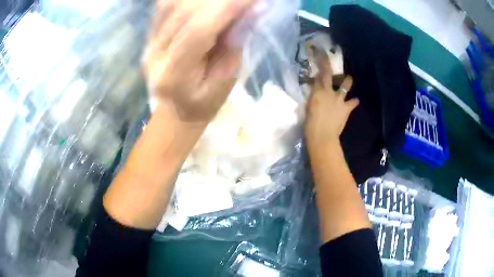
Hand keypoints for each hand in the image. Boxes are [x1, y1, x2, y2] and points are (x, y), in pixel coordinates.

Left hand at [143, 0, 254, 121]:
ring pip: (171, 4)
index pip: (199, 29)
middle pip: (185, 11)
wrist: (174, 110)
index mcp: (175, 75)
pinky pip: (165, 5)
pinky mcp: (149, 35)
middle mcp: (156, 54)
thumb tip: (252, 10)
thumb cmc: (203, 104)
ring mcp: (149, 42)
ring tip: (224, 2)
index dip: (228, 7)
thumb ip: (235, 45)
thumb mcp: (225, 82)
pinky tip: (202, 2)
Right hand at [305, 49, 358, 153]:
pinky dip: (354, 101)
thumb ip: (312, 96)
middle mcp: (329, 92)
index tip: (319, 52)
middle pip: (329, 75)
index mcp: (318, 91)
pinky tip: (356, 100)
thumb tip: (314, 90)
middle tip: (329, 57)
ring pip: (345, 86)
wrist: (322, 136)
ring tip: (350, 78)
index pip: (318, 74)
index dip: (320, 62)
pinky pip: (352, 103)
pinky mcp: (346, 109)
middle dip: (328, 64)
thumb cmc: (310, 123)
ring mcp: (339, 100)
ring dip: (347, 81)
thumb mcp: (308, 107)